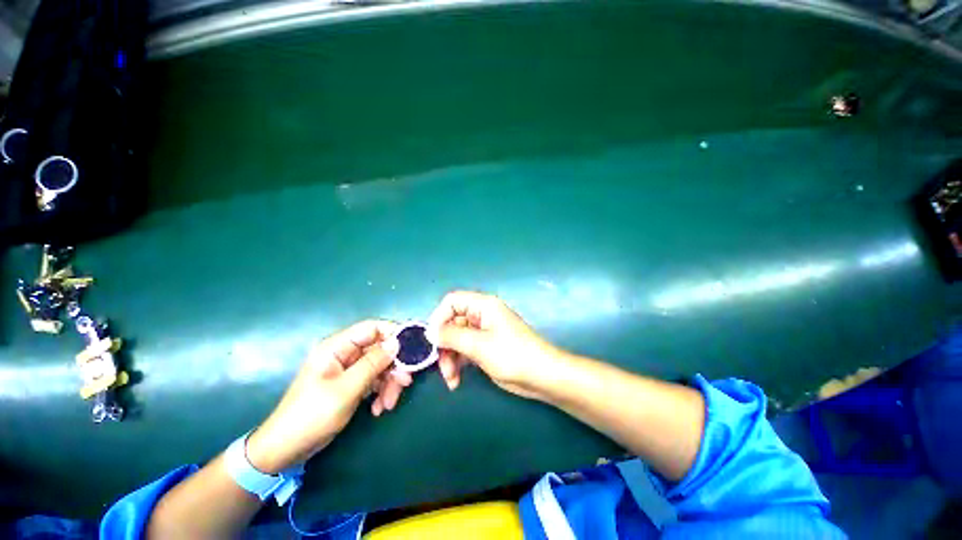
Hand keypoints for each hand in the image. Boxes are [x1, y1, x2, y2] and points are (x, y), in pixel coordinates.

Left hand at [246, 320, 410, 472]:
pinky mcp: (351, 384)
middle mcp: (344, 354)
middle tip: (405, 383)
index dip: (393, 334)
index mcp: (336, 347)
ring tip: (388, 405)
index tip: (411, 348)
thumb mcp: (346, 389)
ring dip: (389, 384)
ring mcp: (348, 369)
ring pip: (380, 366)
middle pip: (380, 349)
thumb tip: (397, 342)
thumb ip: (373, 363)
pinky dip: (380, 392)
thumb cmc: (312, 415)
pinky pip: (374, 380)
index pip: (372, 328)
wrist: (287, 449)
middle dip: (393, 367)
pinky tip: (379, 408)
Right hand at [427, 291, 564, 399]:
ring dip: (449, 358)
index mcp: (483, 305)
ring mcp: (483, 332)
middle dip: (444, 345)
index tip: (433, 339)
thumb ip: (451, 336)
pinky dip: (458, 364)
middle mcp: (481, 315)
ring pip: (456, 339)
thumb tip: (430, 331)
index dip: (439, 317)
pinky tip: (456, 381)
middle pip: (452, 323)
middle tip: (442, 366)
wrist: (542, 376)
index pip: (452, 301)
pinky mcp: (485, 348)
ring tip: (451, 379)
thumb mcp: (478, 345)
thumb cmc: (512, 355)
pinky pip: (464, 350)